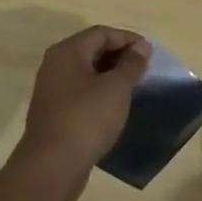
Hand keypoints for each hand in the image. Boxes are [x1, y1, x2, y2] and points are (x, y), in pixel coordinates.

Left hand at [9, 26, 151, 200]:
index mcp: (67, 52)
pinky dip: (100, 93)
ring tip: (134, 88)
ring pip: (87, 72)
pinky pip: (81, 92)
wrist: (51, 167)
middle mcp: (55, 65)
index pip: (101, 33)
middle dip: (120, 56)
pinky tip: (115, 107)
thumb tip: (142, 46)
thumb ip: (131, 64)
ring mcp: (52, 90)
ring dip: (111, 76)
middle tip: (144, 70)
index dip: (128, 39)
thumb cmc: (86, 119)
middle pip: (92, 50)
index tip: (150, 53)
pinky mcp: (54, 113)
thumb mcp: (116, 88)